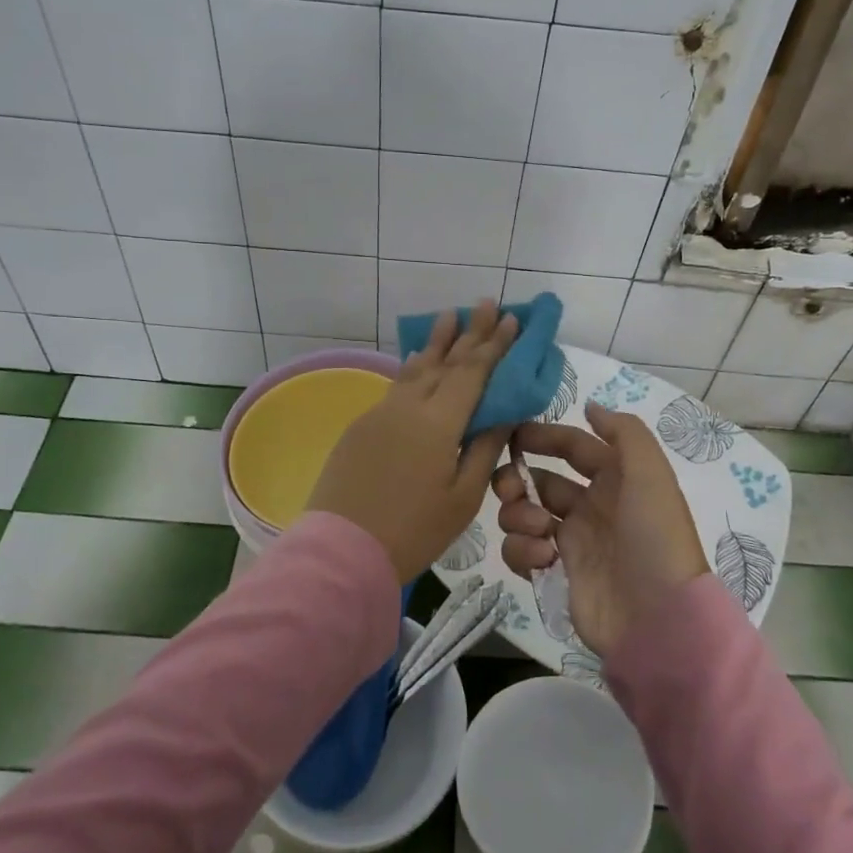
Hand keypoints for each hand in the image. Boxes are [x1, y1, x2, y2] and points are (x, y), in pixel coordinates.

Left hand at [307, 300, 516, 582]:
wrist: (342, 549)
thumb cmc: (413, 530)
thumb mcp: (462, 497)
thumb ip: (483, 449)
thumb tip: (502, 415)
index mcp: (438, 422)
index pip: (472, 372)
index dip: (493, 345)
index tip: (510, 319)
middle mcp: (408, 406)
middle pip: (445, 361)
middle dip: (469, 332)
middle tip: (486, 302)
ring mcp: (381, 413)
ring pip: (416, 369)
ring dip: (436, 342)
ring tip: (449, 316)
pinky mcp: (362, 426)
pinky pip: (396, 386)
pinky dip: (413, 368)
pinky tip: (418, 360)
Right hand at [491, 402, 706, 656]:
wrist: (658, 619)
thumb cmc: (654, 537)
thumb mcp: (650, 473)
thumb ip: (623, 431)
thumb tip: (590, 406)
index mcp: (615, 479)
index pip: (573, 447)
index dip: (544, 436)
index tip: (511, 435)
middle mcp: (591, 506)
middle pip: (539, 480)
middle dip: (517, 478)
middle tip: (509, 488)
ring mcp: (572, 541)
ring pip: (524, 514)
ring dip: (519, 515)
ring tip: (540, 531)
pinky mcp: (556, 573)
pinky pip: (522, 551)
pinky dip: (523, 550)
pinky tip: (544, 559)